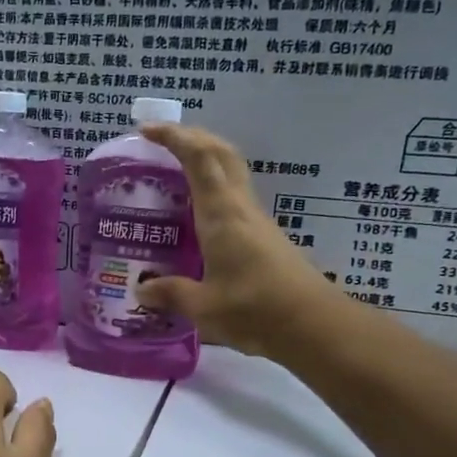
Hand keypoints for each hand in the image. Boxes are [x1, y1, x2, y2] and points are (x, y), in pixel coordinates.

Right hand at [134, 123, 350, 360]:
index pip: (199, 158)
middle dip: (192, 137)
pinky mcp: (265, 237)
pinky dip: (213, 189)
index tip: (146, 130)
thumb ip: (171, 294)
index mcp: (221, 214)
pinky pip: (235, 197)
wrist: (314, 326)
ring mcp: (256, 221)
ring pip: (231, 172)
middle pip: (221, 154)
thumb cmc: (256, 310)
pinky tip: (198, 213)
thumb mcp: (204, 307)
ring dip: (206, 160)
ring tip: (175, 172)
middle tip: (161, 142)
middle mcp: (240, 208)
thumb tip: (141, 290)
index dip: (174, 137)